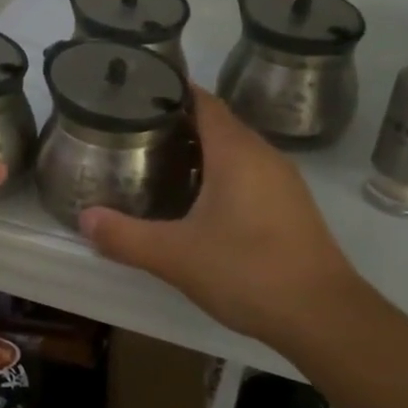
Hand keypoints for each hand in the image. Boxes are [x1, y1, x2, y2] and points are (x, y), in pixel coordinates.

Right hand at [78, 89, 366, 350]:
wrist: (323, 315)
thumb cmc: (247, 271)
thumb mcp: (175, 256)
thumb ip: (125, 236)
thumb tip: (84, 219)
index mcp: (236, 152)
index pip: (203, 101)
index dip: (171, 92)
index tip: (136, 94)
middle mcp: (264, 155)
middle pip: (218, 123)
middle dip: (178, 123)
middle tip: (135, 132)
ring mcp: (283, 182)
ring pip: (236, 151)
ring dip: (201, 152)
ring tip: (159, 163)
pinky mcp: (292, 208)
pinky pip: (250, 175)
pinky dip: (221, 175)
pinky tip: (199, 203)